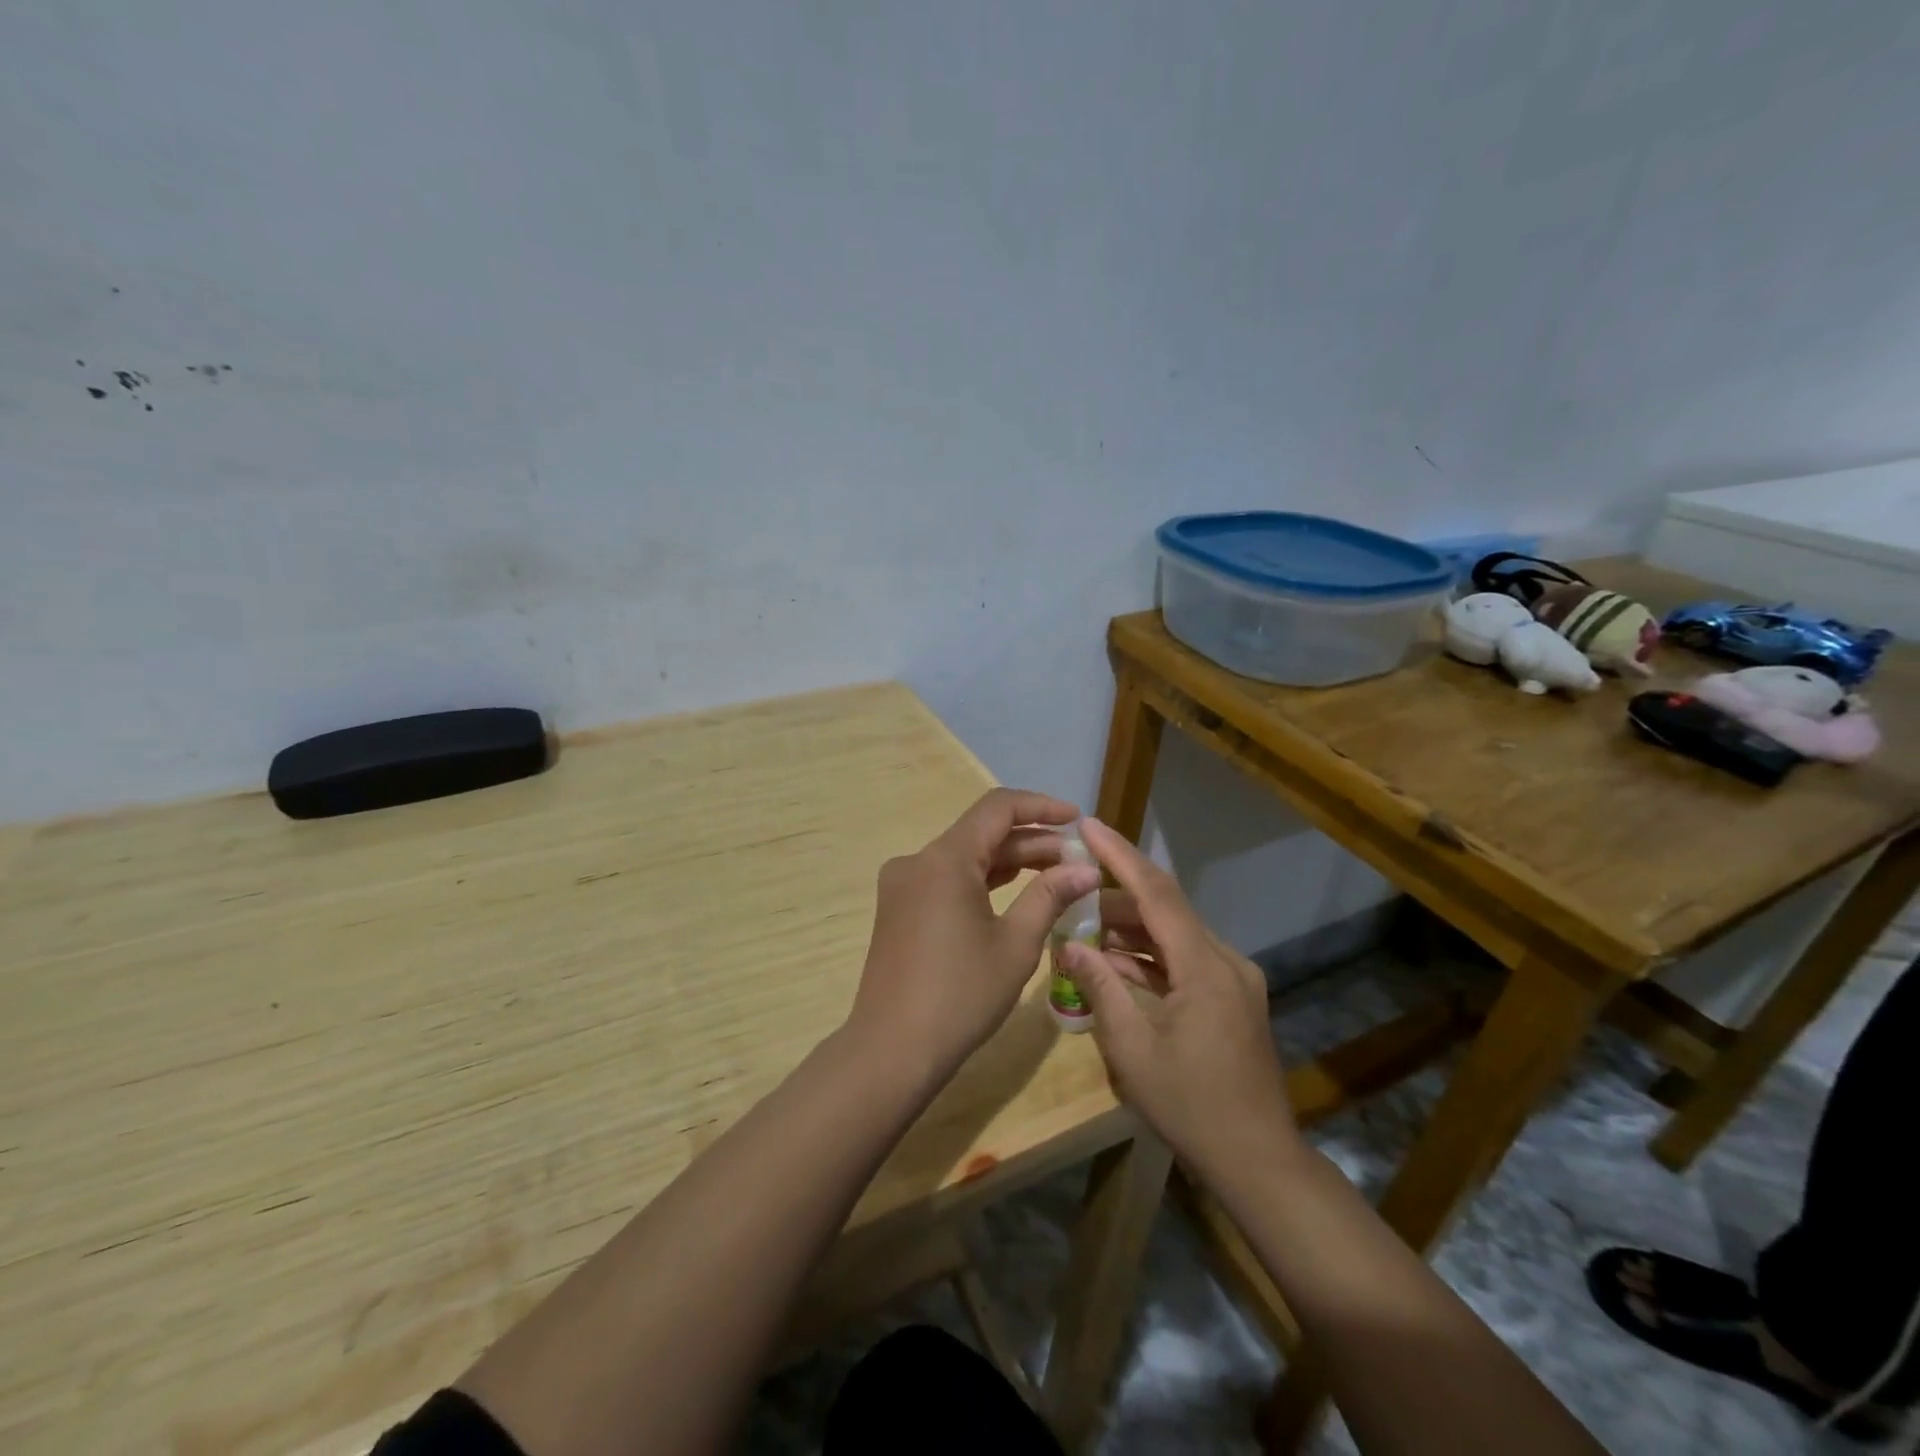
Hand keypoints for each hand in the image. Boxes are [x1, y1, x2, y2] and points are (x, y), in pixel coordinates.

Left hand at [847, 789, 1101, 1085]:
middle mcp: (918, 860)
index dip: (1041, 807)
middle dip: (1031, 840)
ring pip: (964, 856)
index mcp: (945, 859)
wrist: (892, 1050)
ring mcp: (903, 884)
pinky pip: (947, 878)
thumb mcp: (1015, 945)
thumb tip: (1085, 869)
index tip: (1077, 819)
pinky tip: (1014, 891)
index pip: (998, 808)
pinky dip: (982, 880)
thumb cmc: (960, 996)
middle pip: (981, 832)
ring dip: (1008, 860)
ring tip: (1056, 873)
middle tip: (1076, 858)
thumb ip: (1050, 896)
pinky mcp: (899, 907)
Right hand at [1058, 819, 1301, 1180]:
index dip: (1119, 856)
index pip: (1157, 893)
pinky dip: (1150, 959)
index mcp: (1205, 967)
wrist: (1258, 1161)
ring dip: (1130, 931)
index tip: (1088, 826)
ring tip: (1083, 930)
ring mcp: (1234, 980)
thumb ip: (1100, 987)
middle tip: (1070, 892)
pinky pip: (1185, 962)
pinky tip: (1115, 966)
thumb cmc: (1191, 1106)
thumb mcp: (1132, 1049)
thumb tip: (1068, 945)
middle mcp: (1226, 961)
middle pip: (1165, 911)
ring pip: (1174, 936)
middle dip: (1115, 899)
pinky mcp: (1233, 998)